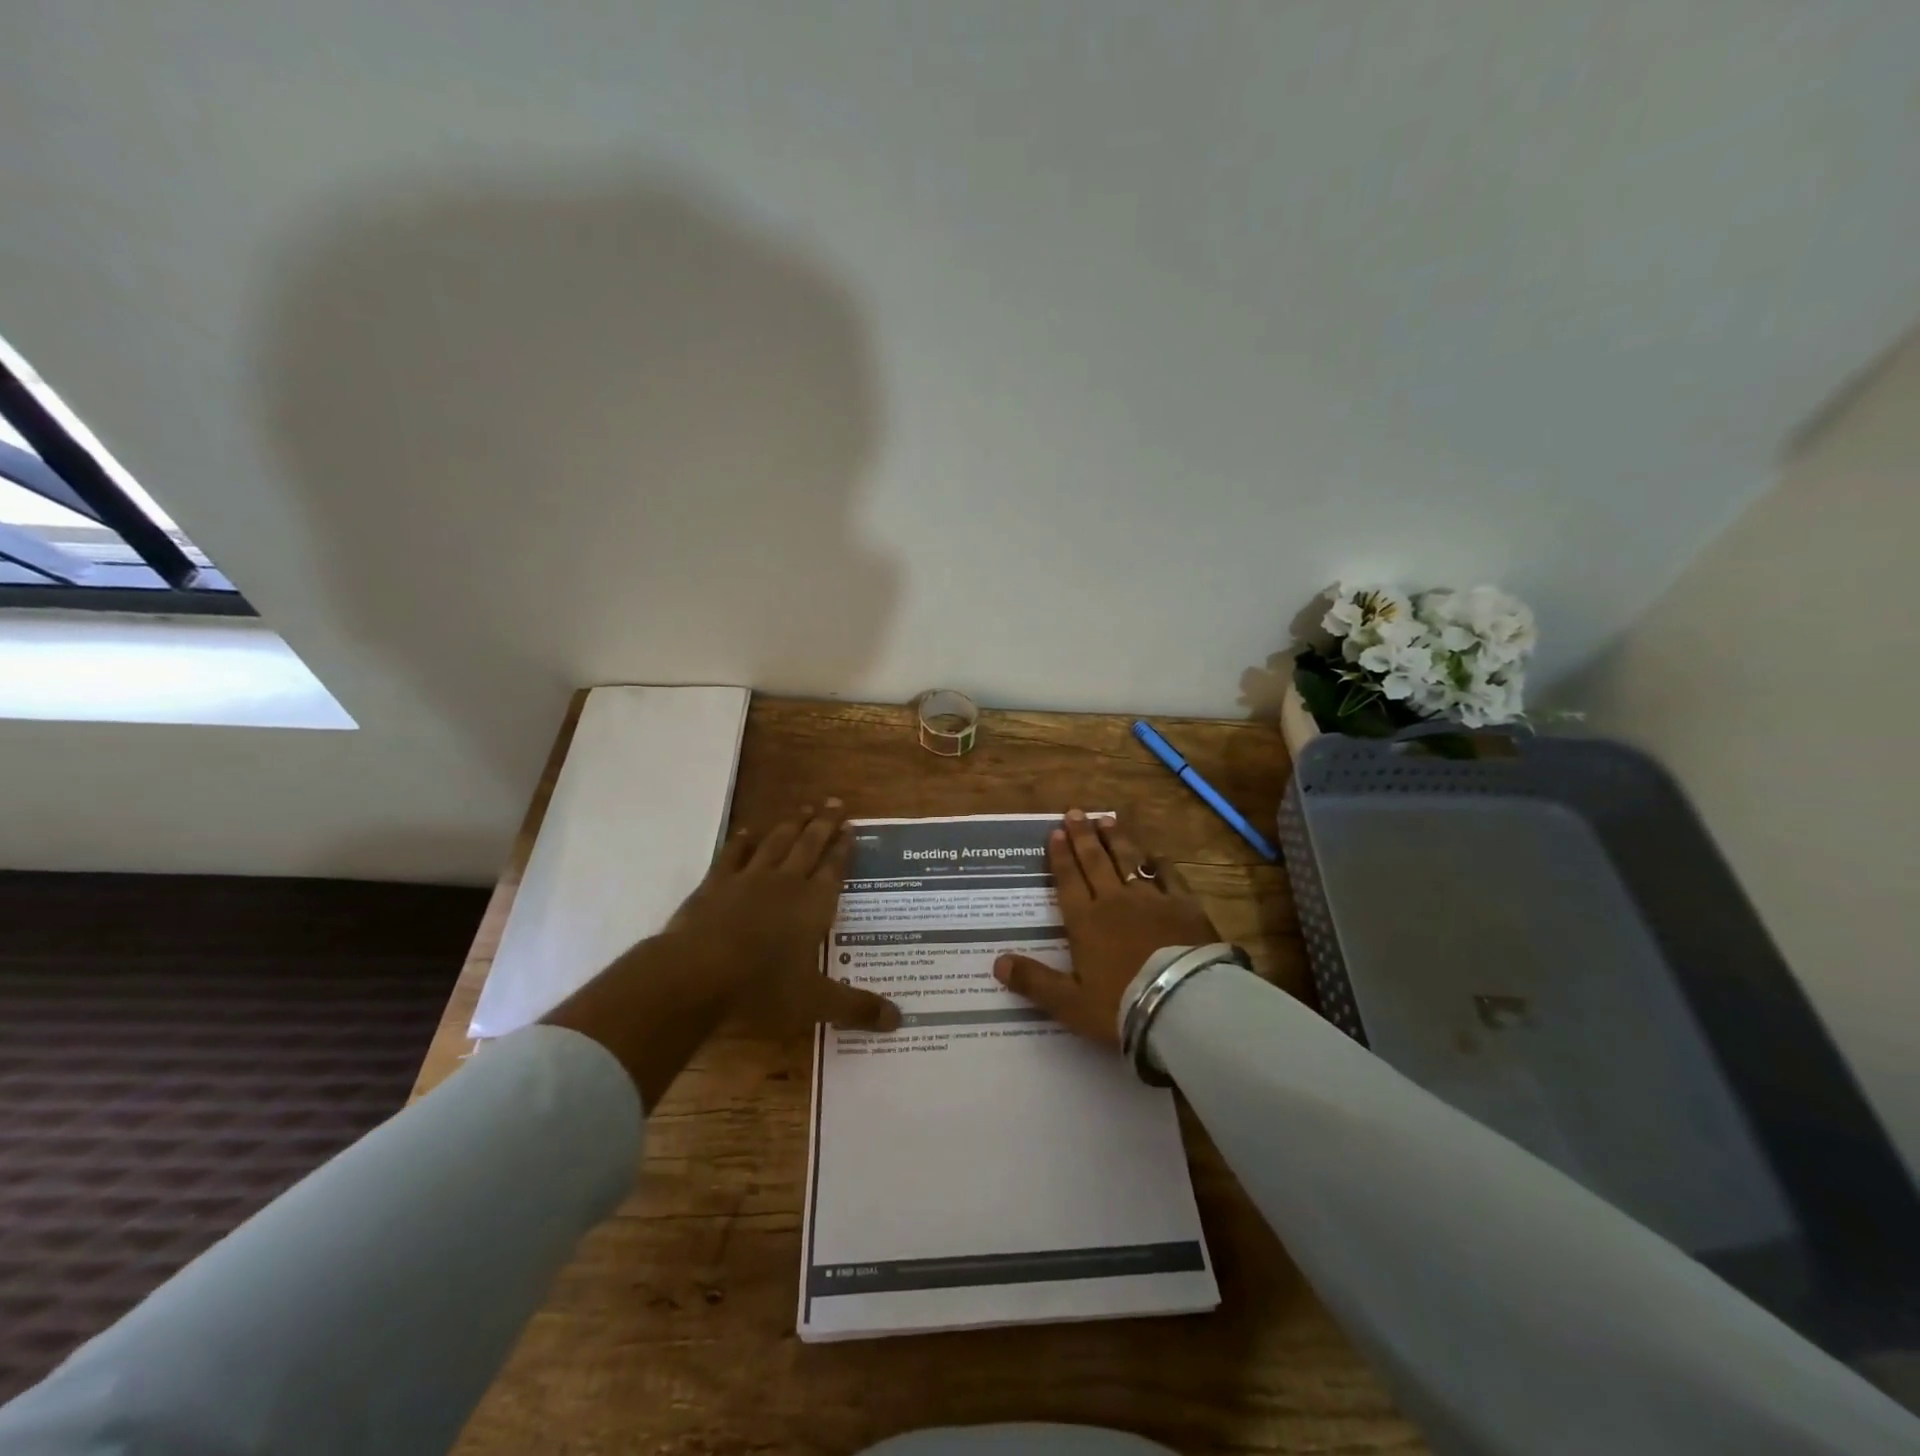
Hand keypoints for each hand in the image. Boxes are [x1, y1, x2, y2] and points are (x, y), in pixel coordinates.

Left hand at [545, 800, 897, 1108]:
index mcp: (814, 904)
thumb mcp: (816, 1002)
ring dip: (791, 823)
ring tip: (803, 805)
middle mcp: (786, 882)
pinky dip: (741, 842)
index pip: (834, 868)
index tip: (852, 826)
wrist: (698, 973)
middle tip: (835, 801)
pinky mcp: (716, 884)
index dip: (844, 848)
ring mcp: (749, 879)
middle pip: (809, 845)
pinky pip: (732, 855)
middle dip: (824, 823)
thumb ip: (857, 1007)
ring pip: (776, 842)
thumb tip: (900, 1020)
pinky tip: (746, 831)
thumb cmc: (763, 986)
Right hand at [992, 809, 1217, 1047]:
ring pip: (1129, 861)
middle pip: (1095, 862)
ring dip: (1116, 839)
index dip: (1061, 856)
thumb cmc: (1121, 1006)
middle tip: (1075, 812)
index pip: (1068, 880)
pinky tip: (1155, 854)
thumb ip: (1034, 981)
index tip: (1055, 832)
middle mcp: (1114, 901)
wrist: (1183, 1004)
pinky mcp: (1184, 906)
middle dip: (1083, 837)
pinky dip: (1159, 863)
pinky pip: (1168, 876)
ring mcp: (1151, 900)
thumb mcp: (1069, 1003)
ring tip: (1107, 819)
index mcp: (1085, 921)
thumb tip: (996, 963)